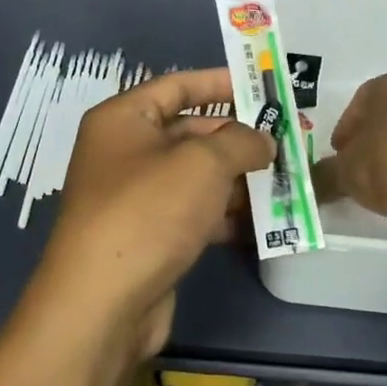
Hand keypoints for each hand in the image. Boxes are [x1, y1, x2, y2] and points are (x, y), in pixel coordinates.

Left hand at [25, 68, 273, 362]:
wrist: (102, 303)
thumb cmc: (149, 211)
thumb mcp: (203, 163)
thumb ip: (241, 141)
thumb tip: (262, 141)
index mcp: (123, 119)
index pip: (176, 86)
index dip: (219, 82)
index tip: (261, 87)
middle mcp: (124, 152)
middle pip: (189, 132)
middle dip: (237, 138)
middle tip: (284, 140)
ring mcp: (135, 197)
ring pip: (195, 176)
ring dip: (237, 179)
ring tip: (284, 179)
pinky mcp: (148, 237)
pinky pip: (192, 213)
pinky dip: (224, 214)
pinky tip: (262, 222)